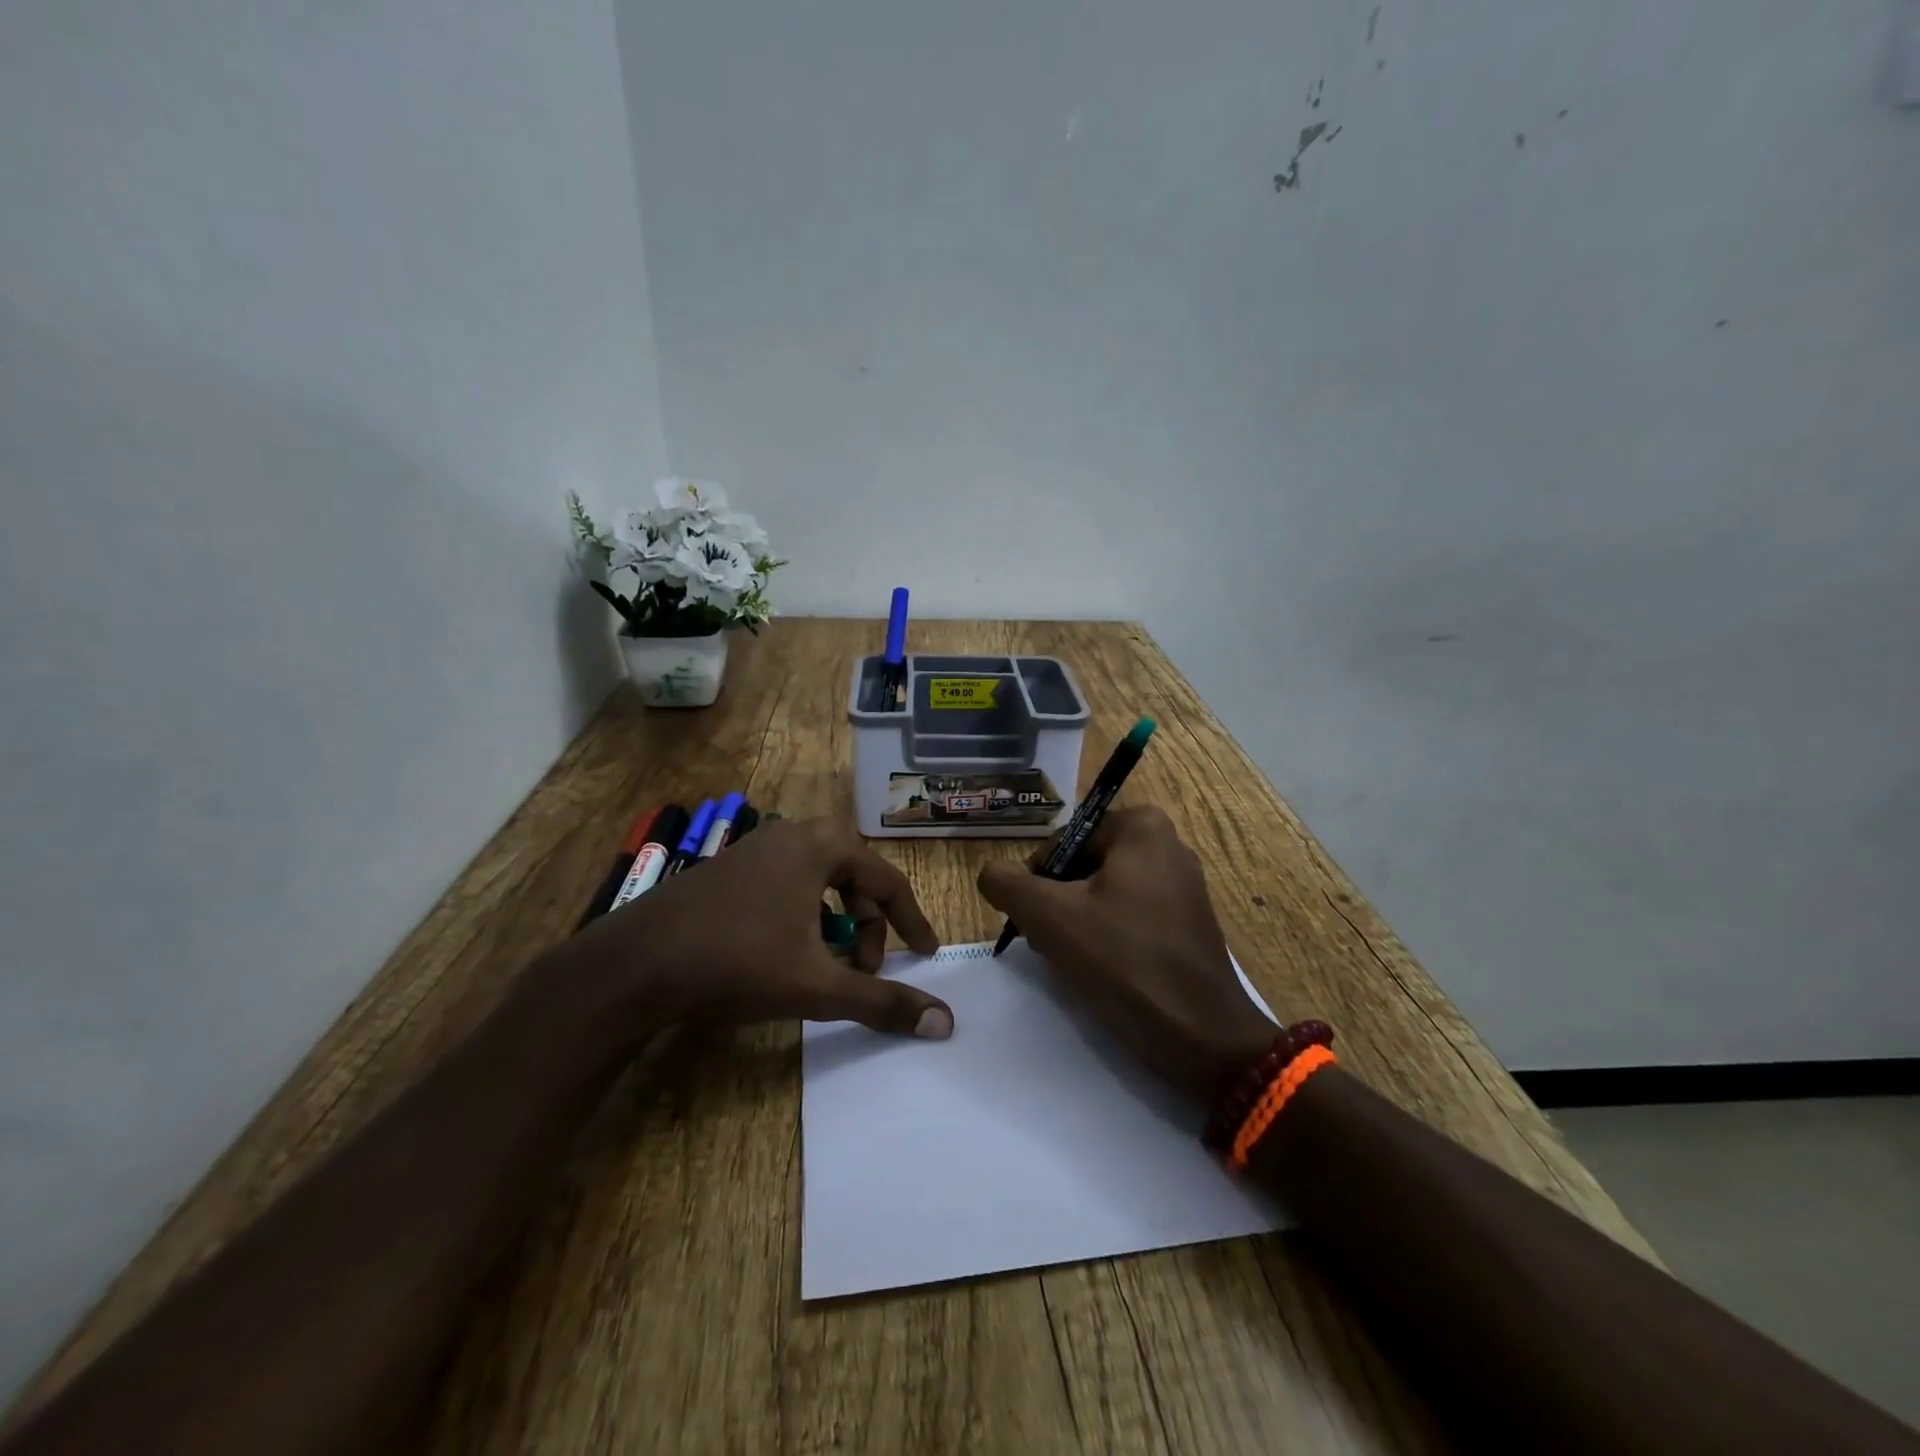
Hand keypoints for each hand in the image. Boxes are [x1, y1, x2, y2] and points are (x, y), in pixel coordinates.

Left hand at [561, 817, 952, 1043]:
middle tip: (868, 964)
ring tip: (830, 962)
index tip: (926, 955)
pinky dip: (804, 914)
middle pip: (855, 875)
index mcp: (821, 846)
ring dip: (837, 919)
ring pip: (819, 879)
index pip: (888, 881)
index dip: (912, 921)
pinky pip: (787, 883)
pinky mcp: (728, 867)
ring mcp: (755, 848)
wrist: (636, 963)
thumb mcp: (819, 985)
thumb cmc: (739, 961)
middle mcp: (791, 834)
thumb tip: (945, 1023)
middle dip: (871, 921)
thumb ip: (884, 1002)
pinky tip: (789, 952)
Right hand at [977, 805, 1274, 1104]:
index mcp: (1141, 827)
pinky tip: (1102, 970)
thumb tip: (990, 873)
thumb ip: (1006, 883)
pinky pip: (1131, 915)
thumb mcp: (1048, 916)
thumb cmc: (1123, 961)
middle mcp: (1169, 845)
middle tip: (1049, 942)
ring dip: (1078, 922)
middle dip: (1058, 901)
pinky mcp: (1189, 923)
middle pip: (1083, 866)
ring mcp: (1184, 886)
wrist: (1200, 1036)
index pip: (1062, 842)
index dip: (1036, 879)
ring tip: (1074, 959)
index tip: (1032, 920)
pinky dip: (1108, 936)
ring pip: (1104, 893)